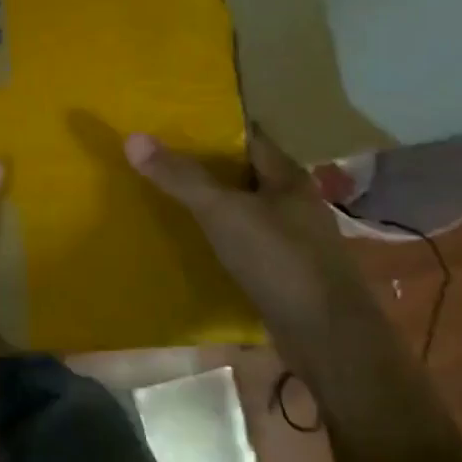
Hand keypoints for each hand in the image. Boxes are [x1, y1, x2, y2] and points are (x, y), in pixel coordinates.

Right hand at [125, 128, 368, 361]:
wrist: (328, 339)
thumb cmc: (279, 261)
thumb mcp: (222, 212)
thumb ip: (180, 177)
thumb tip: (132, 137)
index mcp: (288, 177)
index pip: (247, 136)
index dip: (212, 127)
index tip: (172, 122)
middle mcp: (294, 202)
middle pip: (243, 172)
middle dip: (205, 165)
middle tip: (158, 158)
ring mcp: (292, 239)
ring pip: (244, 209)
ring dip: (212, 203)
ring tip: (166, 196)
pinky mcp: (285, 272)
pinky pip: (245, 242)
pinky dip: (220, 237)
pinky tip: (192, 241)